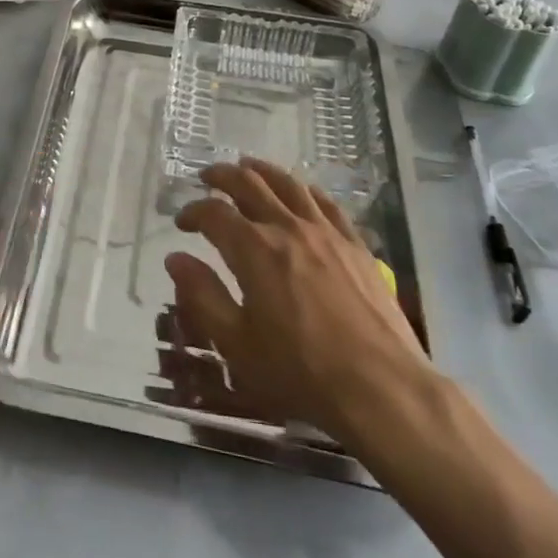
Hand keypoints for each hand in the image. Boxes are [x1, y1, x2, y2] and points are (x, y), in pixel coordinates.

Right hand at [163, 158, 436, 459]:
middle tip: (207, 177)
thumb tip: (176, 258)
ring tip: (248, 167)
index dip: (193, 212)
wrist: (382, 390)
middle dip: (222, 177)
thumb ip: (202, 296)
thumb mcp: (237, 344)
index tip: (181, 222)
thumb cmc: (301, 373)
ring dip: (262, 171)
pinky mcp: (356, 246)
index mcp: (254, 249)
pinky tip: (301, 192)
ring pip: (289, 184)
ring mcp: (327, 233)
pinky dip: (305, 190)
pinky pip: (327, 203)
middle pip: (250, 184)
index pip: (214, 213)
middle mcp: (288, 228)